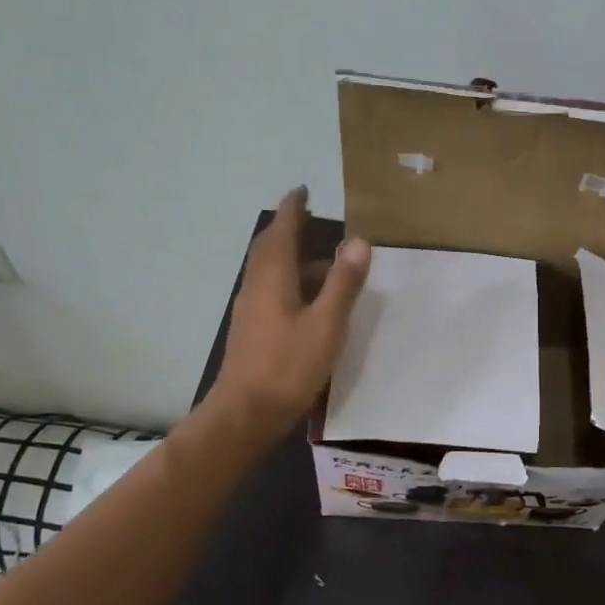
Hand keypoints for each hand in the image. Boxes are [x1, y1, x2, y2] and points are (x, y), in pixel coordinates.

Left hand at [210, 187, 371, 433]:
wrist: (246, 414)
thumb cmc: (288, 366)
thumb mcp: (326, 324)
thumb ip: (342, 283)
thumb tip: (358, 240)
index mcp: (272, 279)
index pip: (282, 232)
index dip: (293, 209)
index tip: (302, 190)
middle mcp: (256, 287)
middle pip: (269, 248)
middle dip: (287, 228)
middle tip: (308, 216)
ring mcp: (250, 310)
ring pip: (268, 271)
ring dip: (290, 256)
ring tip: (321, 259)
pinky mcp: (252, 330)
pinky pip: (270, 290)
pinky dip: (289, 281)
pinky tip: (308, 299)